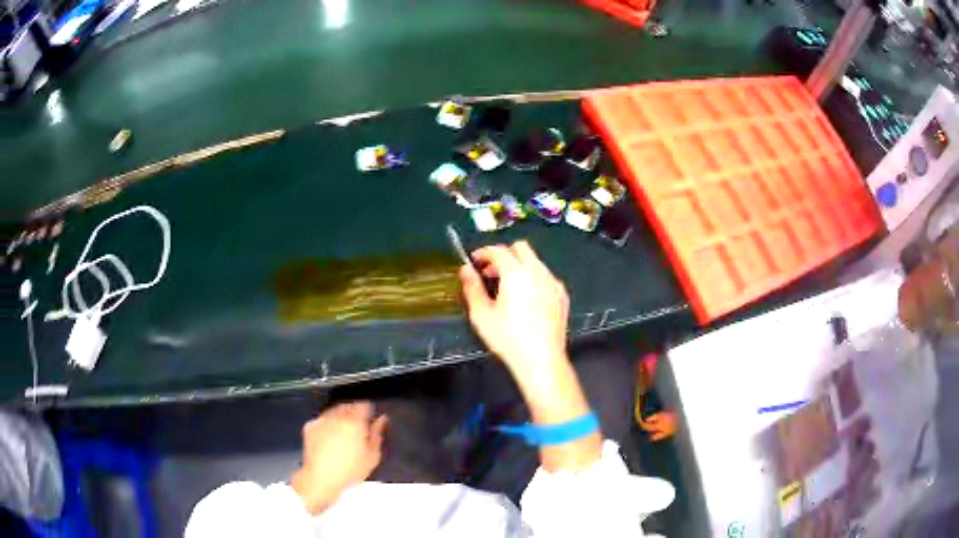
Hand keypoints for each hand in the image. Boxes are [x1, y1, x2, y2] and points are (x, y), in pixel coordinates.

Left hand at [290, 402, 387, 514]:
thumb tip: (381, 419)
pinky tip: (329, 438)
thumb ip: (377, 435)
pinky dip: (327, 424)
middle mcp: (337, 416)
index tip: (369, 418)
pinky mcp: (310, 426)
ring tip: (342, 435)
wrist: (321, 478)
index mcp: (355, 422)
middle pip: (348, 406)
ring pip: (334, 411)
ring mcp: (322, 420)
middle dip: (353, 413)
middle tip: (357, 429)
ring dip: (340, 417)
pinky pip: (322, 420)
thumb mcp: (372, 457)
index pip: (363, 404)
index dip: (368, 410)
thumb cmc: (350, 470)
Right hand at [459, 241, 569, 376]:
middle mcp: (537, 273)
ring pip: (535, 261)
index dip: (483, 252)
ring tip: (506, 288)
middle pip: (521, 248)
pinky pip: (546, 276)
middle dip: (504, 254)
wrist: (541, 359)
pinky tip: (525, 299)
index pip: (499, 250)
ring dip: (519, 266)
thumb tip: (466, 271)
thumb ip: (472, 287)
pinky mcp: (562, 296)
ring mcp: (553, 283)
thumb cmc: (509, 339)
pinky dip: (533, 278)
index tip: (475, 261)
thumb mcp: (481, 314)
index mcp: (516, 274)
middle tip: (490, 271)